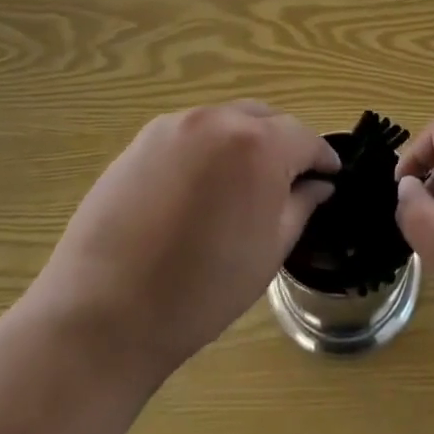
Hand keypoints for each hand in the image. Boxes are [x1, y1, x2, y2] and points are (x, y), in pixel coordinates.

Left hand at [31, 101, 337, 383]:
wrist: (103, 314)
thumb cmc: (201, 291)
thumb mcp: (268, 251)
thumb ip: (300, 205)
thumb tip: (318, 184)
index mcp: (259, 145)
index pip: (305, 137)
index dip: (321, 158)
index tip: (329, 176)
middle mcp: (220, 120)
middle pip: (266, 119)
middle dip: (284, 144)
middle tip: (287, 181)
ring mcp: (177, 125)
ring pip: (227, 121)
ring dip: (244, 142)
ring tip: (241, 184)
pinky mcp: (144, 138)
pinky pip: (192, 133)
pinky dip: (208, 149)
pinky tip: (199, 188)